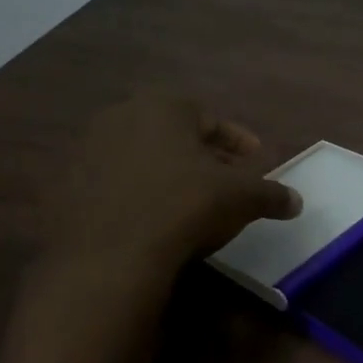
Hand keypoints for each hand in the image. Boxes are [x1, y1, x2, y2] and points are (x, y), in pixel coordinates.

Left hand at [44, 95, 299, 271]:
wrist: (110, 256)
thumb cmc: (185, 207)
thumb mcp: (241, 198)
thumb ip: (271, 194)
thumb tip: (297, 202)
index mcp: (164, 106)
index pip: (211, 118)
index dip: (238, 141)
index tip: (254, 161)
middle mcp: (120, 117)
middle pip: (174, 136)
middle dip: (202, 157)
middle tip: (225, 182)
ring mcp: (86, 151)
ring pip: (141, 159)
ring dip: (167, 176)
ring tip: (189, 204)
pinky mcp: (65, 188)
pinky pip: (113, 186)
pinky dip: (136, 197)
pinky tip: (152, 222)